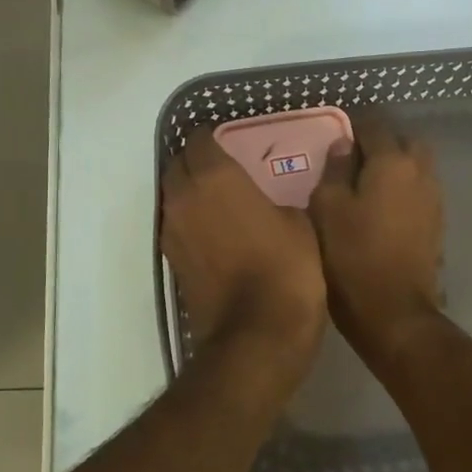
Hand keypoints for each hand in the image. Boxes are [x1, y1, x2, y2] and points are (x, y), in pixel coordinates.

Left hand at [160, 132, 325, 371]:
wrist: (257, 334)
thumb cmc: (286, 267)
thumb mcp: (299, 223)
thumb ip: (275, 200)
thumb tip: (267, 204)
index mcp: (214, 177)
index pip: (198, 140)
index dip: (212, 137)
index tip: (230, 142)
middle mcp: (183, 198)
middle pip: (178, 166)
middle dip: (196, 162)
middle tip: (225, 168)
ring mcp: (172, 232)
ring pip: (173, 197)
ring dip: (190, 193)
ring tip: (221, 200)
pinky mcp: (172, 262)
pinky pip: (177, 227)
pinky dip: (191, 222)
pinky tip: (217, 232)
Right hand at [309, 116, 444, 360]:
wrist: (393, 310)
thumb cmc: (351, 255)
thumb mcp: (327, 208)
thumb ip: (334, 170)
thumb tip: (342, 145)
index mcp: (392, 162)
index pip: (374, 126)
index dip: (353, 127)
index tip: (334, 138)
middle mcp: (421, 173)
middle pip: (405, 142)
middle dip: (382, 143)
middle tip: (354, 160)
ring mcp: (434, 199)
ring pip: (417, 167)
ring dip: (396, 167)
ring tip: (367, 185)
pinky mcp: (437, 224)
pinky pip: (420, 192)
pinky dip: (404, 190)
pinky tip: (382, 209)